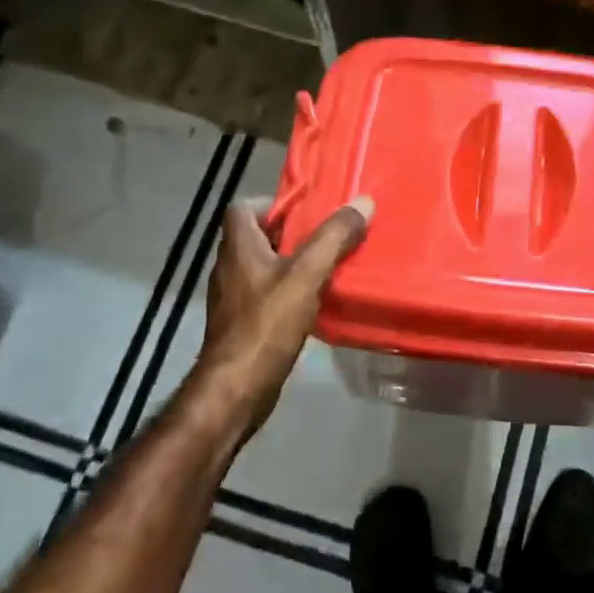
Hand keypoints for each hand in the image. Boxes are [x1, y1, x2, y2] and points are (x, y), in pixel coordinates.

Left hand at [196, 195, 373, 435]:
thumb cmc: (266, 325)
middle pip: (258, 236)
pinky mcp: (243, 325)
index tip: (306, 209)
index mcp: (238, 248)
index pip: (242, 208)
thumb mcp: (306, 275)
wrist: (236, 390)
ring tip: (330, 264)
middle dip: (293, 233)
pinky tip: (317, 301)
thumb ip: (333, 238)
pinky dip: (291, 291)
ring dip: (294, 262)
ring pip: (265, 267)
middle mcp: (230, 268)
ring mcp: (234, 299)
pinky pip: (268, 294)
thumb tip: (363, 202)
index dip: (272, 203)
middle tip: (329, 234)